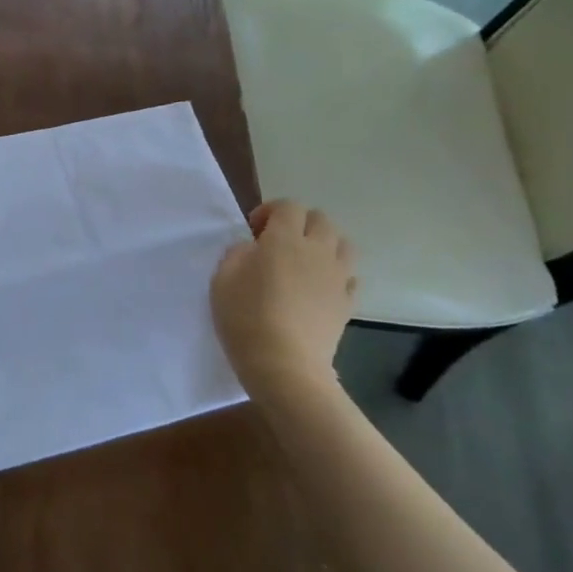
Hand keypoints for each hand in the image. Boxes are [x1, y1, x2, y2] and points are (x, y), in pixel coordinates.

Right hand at [210, 199, 357, 398]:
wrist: (284, 365)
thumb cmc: (246, 317)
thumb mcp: (222, 278)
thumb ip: (237, 253)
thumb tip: (253, 248)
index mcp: (284, 239)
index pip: (288, 206)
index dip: (271, 211)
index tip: (254, 230)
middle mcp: (316, 251)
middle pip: (320, 219)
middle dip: (300, 223)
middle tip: (279, 243)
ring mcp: (337, 278)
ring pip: (343, 244)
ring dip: (324, 245)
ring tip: (305, 262)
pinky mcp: (347, 304)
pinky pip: (349, 277)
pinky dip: (337, 275)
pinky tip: (319, 289)